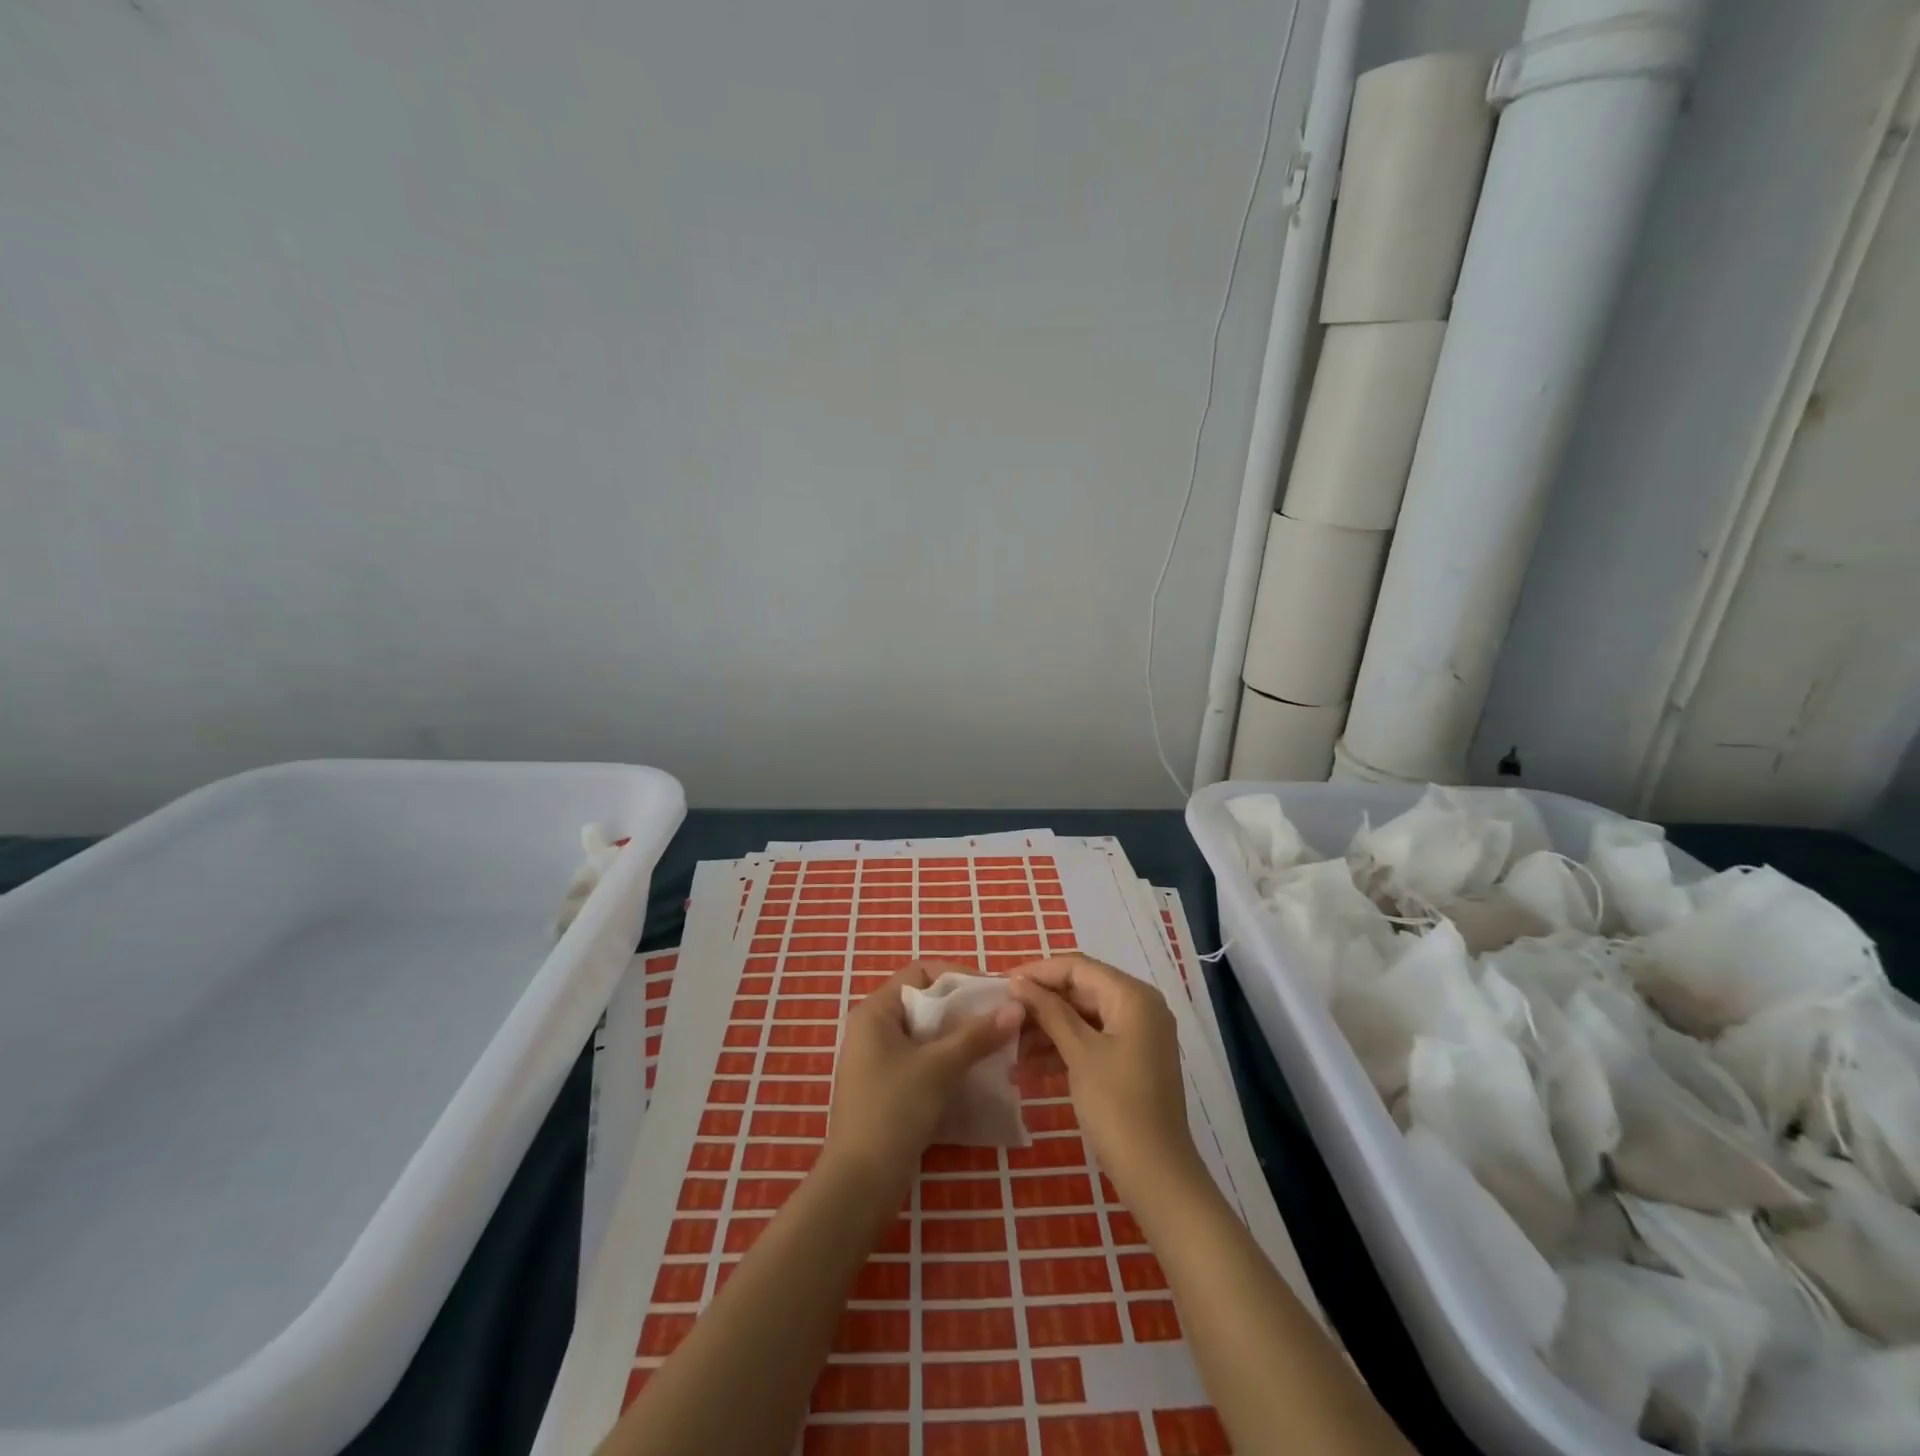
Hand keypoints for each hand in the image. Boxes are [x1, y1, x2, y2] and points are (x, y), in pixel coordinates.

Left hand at [827, 961, 1022, 1184]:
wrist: (860, 1183)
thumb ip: (977, 1035)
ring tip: (996, 1045)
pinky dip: (948, 1061)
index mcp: (875, 1011)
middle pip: (926, 1002)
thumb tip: (1016, 1006)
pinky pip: (923, 1060)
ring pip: (927, 1034)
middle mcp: (873, 1028)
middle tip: (1001, 1018)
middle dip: (964, 1009)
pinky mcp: (888, 1088)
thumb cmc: (894, 1110)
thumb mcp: (938, 1067)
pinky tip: (976, 1073)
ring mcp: (878, 1060)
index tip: (993, 991)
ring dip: (960, 1037)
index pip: (921, 972)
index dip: (958, 976)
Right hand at [1008, 955, 1201, 1197]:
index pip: (1077, 967)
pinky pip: (1092, 1039)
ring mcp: (1138, 1034)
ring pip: (1083, 1016)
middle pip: (1080, 990)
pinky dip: (1064, 1048)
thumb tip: (1018, 982)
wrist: (1157, 1176)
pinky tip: (1031, 1068)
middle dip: (1041, 1004)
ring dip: (1048, 1029)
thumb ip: (1048, 1011)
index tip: (1002, 985)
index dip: (1038, 972)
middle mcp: (1139, 1006)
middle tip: (1003, 1019)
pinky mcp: (1132, 1059)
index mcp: (1132, 996)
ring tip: (1011, 1050)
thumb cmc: (1117, 1107)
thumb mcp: (1079, 1053)